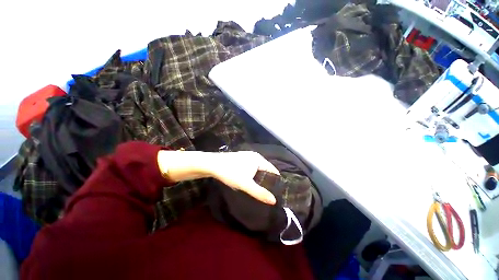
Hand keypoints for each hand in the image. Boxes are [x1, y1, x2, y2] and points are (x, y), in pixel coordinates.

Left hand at [209, 151, 279, 204]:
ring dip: (260, 177)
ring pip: (258, 168)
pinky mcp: (241, 158)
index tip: (278, 191)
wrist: (212, 164)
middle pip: (265, 168)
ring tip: (261, 188)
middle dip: (267, 179)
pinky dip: (253, 173)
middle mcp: (255, 155)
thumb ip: (260, 193)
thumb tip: (274, 201)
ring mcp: (247, 156)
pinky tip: (250, 180)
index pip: (273, 169)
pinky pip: (252, 166)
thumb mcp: (245, 184)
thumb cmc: (230, 172)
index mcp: (258, 159)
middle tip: (269, 191)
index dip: (276, 180)